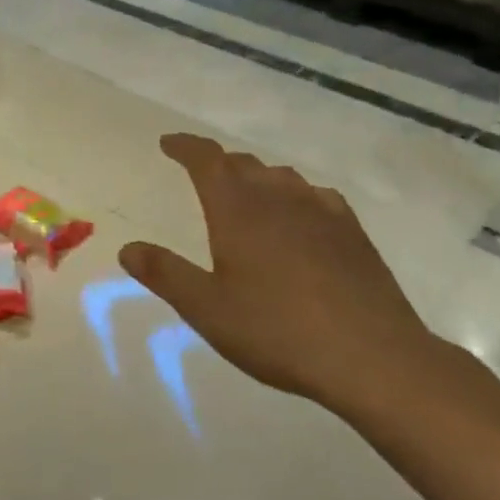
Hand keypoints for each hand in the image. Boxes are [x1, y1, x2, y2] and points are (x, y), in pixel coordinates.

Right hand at [120, 133, 443, 421]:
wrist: (372, 356)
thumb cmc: (277, 330)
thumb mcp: (207, 309)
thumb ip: (165, 274)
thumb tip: (127, 248)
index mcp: (237, 209)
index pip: (206, 159)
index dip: (185, 147)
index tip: (168, 143)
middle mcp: (278, 197)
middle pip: (243, 164)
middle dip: (218, 163)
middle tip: (202, 174)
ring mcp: (321, 210)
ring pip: (281, 177)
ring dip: (256, 177)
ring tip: (247, 194)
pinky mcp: (352, 231)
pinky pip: (316, 196)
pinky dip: (296, 196)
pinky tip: (301, 217)